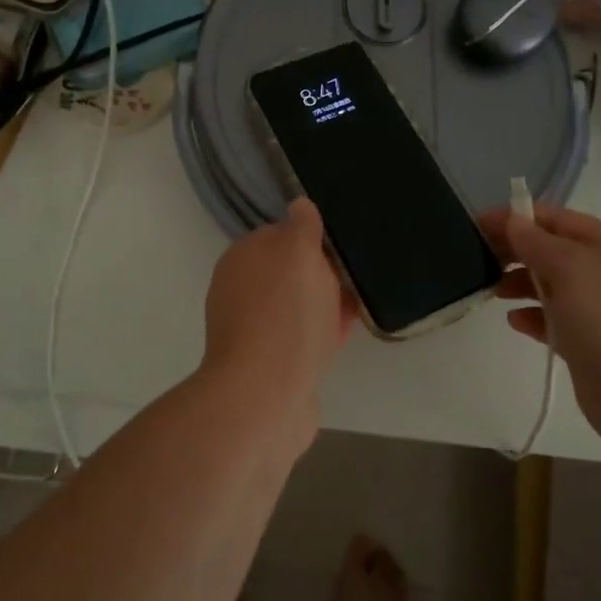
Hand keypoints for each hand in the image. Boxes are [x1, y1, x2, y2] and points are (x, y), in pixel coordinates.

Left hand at [203, 199, 355, 438]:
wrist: (265, 396)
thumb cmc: (284, 314)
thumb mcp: (299, 253)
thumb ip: (302, 226)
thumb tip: (300, 204)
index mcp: (242, 258)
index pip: (281, 234)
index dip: (313, 238)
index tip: (343, 246)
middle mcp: (240, 290)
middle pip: (290, 272)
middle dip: (323, 273)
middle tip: (357, 275)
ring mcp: (253, 329)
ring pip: (298, 306)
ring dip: (326, 304)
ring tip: (360, 303)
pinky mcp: (269, 364)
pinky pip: (302, 338)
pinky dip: (323, 334)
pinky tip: (347, 335)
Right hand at [482, 204, 600, 451]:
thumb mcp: (572, 268)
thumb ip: (537, 242)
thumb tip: (514, 220)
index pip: (558, 219)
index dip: (517, 217)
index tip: (477, 224)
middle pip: (554, 251)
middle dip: (517, 250)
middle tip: (477, 257)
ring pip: (553, 286)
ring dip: (521, 283)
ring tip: (491, 289)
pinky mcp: (593, 347)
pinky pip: (557, 321)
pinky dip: (534, 317)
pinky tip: (514, 321)